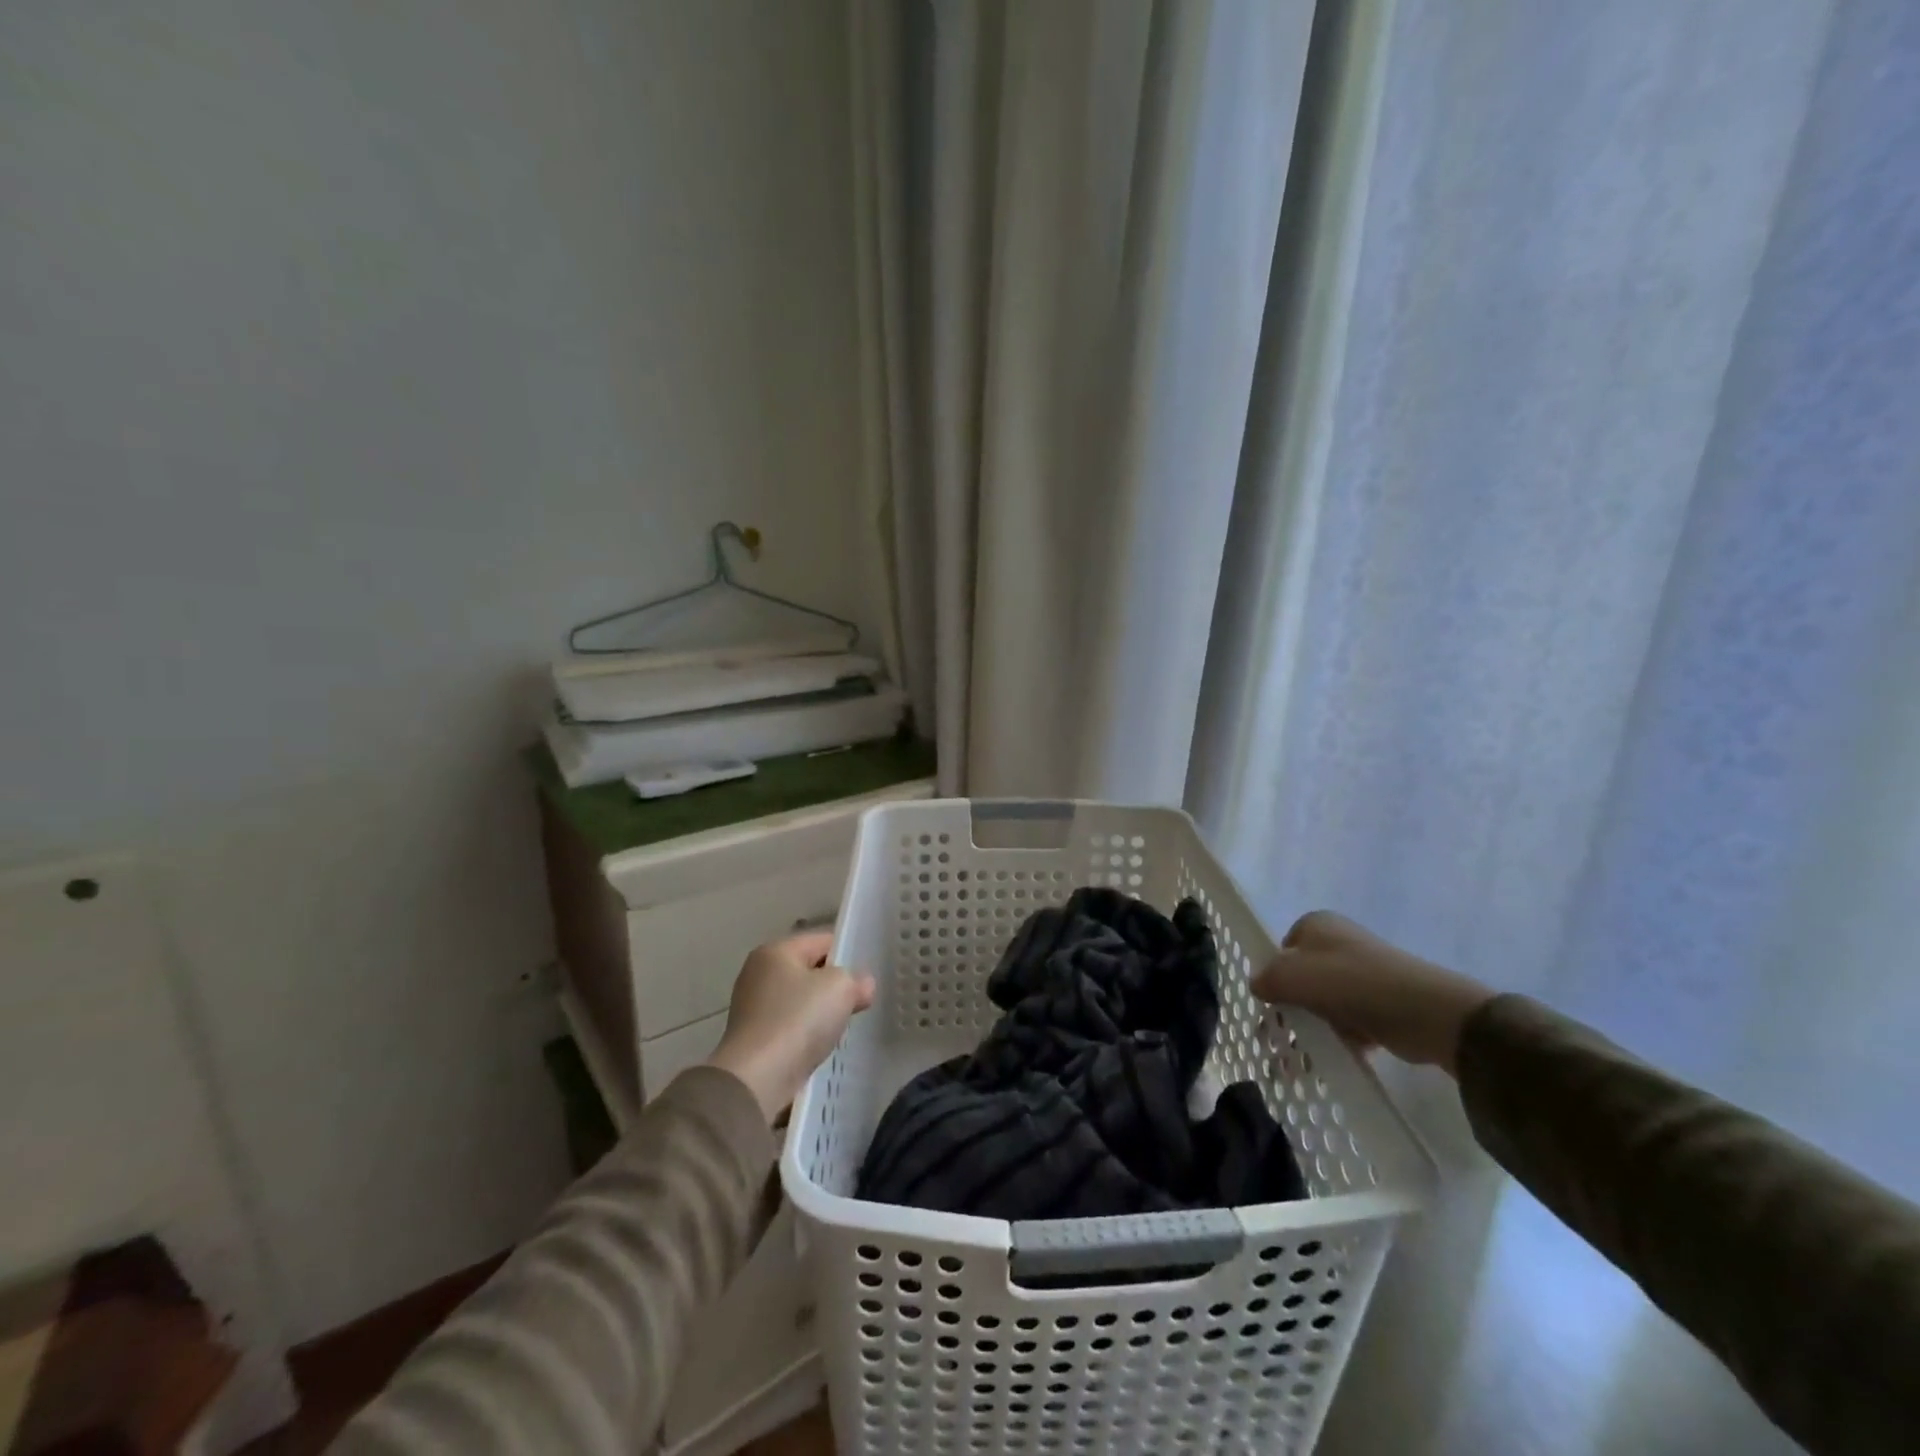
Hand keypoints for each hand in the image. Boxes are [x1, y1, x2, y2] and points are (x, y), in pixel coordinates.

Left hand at [705, 932, 875, 1122]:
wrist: (757, 1079)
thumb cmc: (798, 1020)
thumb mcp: (840, 988)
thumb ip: (856, 980)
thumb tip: (863, 986)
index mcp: (775, 950)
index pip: (822, 941)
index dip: (848, 954)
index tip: (866, 976)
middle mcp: (758, 973)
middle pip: (809, 971)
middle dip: (834, 986)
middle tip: (859, 1001)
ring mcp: (752, 1007)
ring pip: (800, 1001)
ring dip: (821, 1012)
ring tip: (843, 1027)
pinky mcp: (752, 1038)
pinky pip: (790, 1026)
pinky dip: (805, 1034)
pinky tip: (820, 1047)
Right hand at [1250, 911, 1493, 1075]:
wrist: (1427, 1012)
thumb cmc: (1352, 983)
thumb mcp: (1294, 975)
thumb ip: (1268, 978)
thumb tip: (1258, 985)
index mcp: (1317, 926)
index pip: (1281, 949)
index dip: (1272, 976)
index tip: (1267, 1006)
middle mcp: (1339, 944)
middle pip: (1301, 978)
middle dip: (1289, 1010)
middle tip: (1277, 1041)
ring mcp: (1362, 975)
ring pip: (1324, 1003)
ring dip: (1311, 1030)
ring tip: (1298, 1061)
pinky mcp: (1382, 1004)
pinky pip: (1349, 1022)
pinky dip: (1339, 1040)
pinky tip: (1331, 1060)